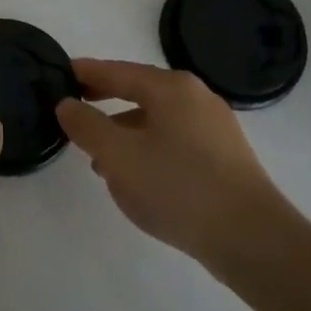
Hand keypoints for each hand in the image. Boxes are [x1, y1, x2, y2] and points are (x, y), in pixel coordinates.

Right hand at [56, 59, 295, 274]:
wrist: (253, 241)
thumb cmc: (178, 187)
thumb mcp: (118, 155)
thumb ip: (86, 125)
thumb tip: (67, 104)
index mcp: (171, 88)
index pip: (116, 70)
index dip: (85, 73)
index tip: (58, 74)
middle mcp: (196, 98)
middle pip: (138, 91)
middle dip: (104, 103)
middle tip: (73, 111)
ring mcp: (215, 128)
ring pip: (156, 120)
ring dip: (124, 132)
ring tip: (98, 158)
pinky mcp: (225, 158)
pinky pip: (174, 142)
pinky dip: (148, 149)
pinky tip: (136, 178)